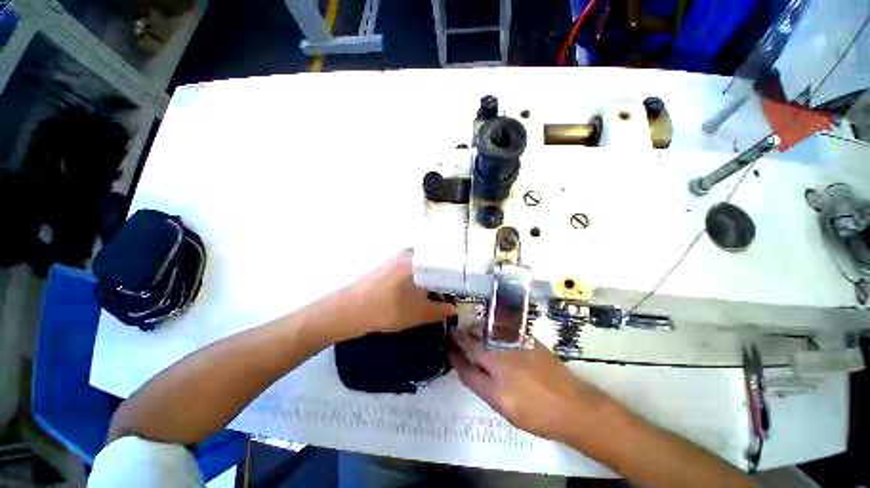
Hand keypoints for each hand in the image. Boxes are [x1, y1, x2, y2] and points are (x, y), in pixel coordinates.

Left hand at [342, 249, 455, 337]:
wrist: (348, 311)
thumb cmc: (387, 309)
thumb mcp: (419, 313)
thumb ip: (441, 310)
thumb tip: (456, 308)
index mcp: (419, 258)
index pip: (448, 260)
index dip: (459, 273)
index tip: (468, 284)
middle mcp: (410, 253)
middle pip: (436, 262)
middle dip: (447, 276)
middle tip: (460, 290)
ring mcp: (398, 259)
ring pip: (425, 267)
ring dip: (435, 279)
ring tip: (447, 291)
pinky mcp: (390, 267)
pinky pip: (414, 270)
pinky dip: (423, 279)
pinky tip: (426, 291)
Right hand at [448, 328, 612, 443]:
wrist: (573, 405)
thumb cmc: (533, 410)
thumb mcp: (500, 403)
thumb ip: (476, 381)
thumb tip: (461, 364)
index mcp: (493, 361)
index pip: (466, 349)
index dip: (453, 346)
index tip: (446, 343)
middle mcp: (502, 344)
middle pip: (475, 335)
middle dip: (463, 335)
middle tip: (455, 337)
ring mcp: (516, 338)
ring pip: (487, 329)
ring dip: (476, 331)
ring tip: (471, 336)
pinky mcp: (527, 337)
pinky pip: (502, 328)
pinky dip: (492, 330)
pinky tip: (492, 336)